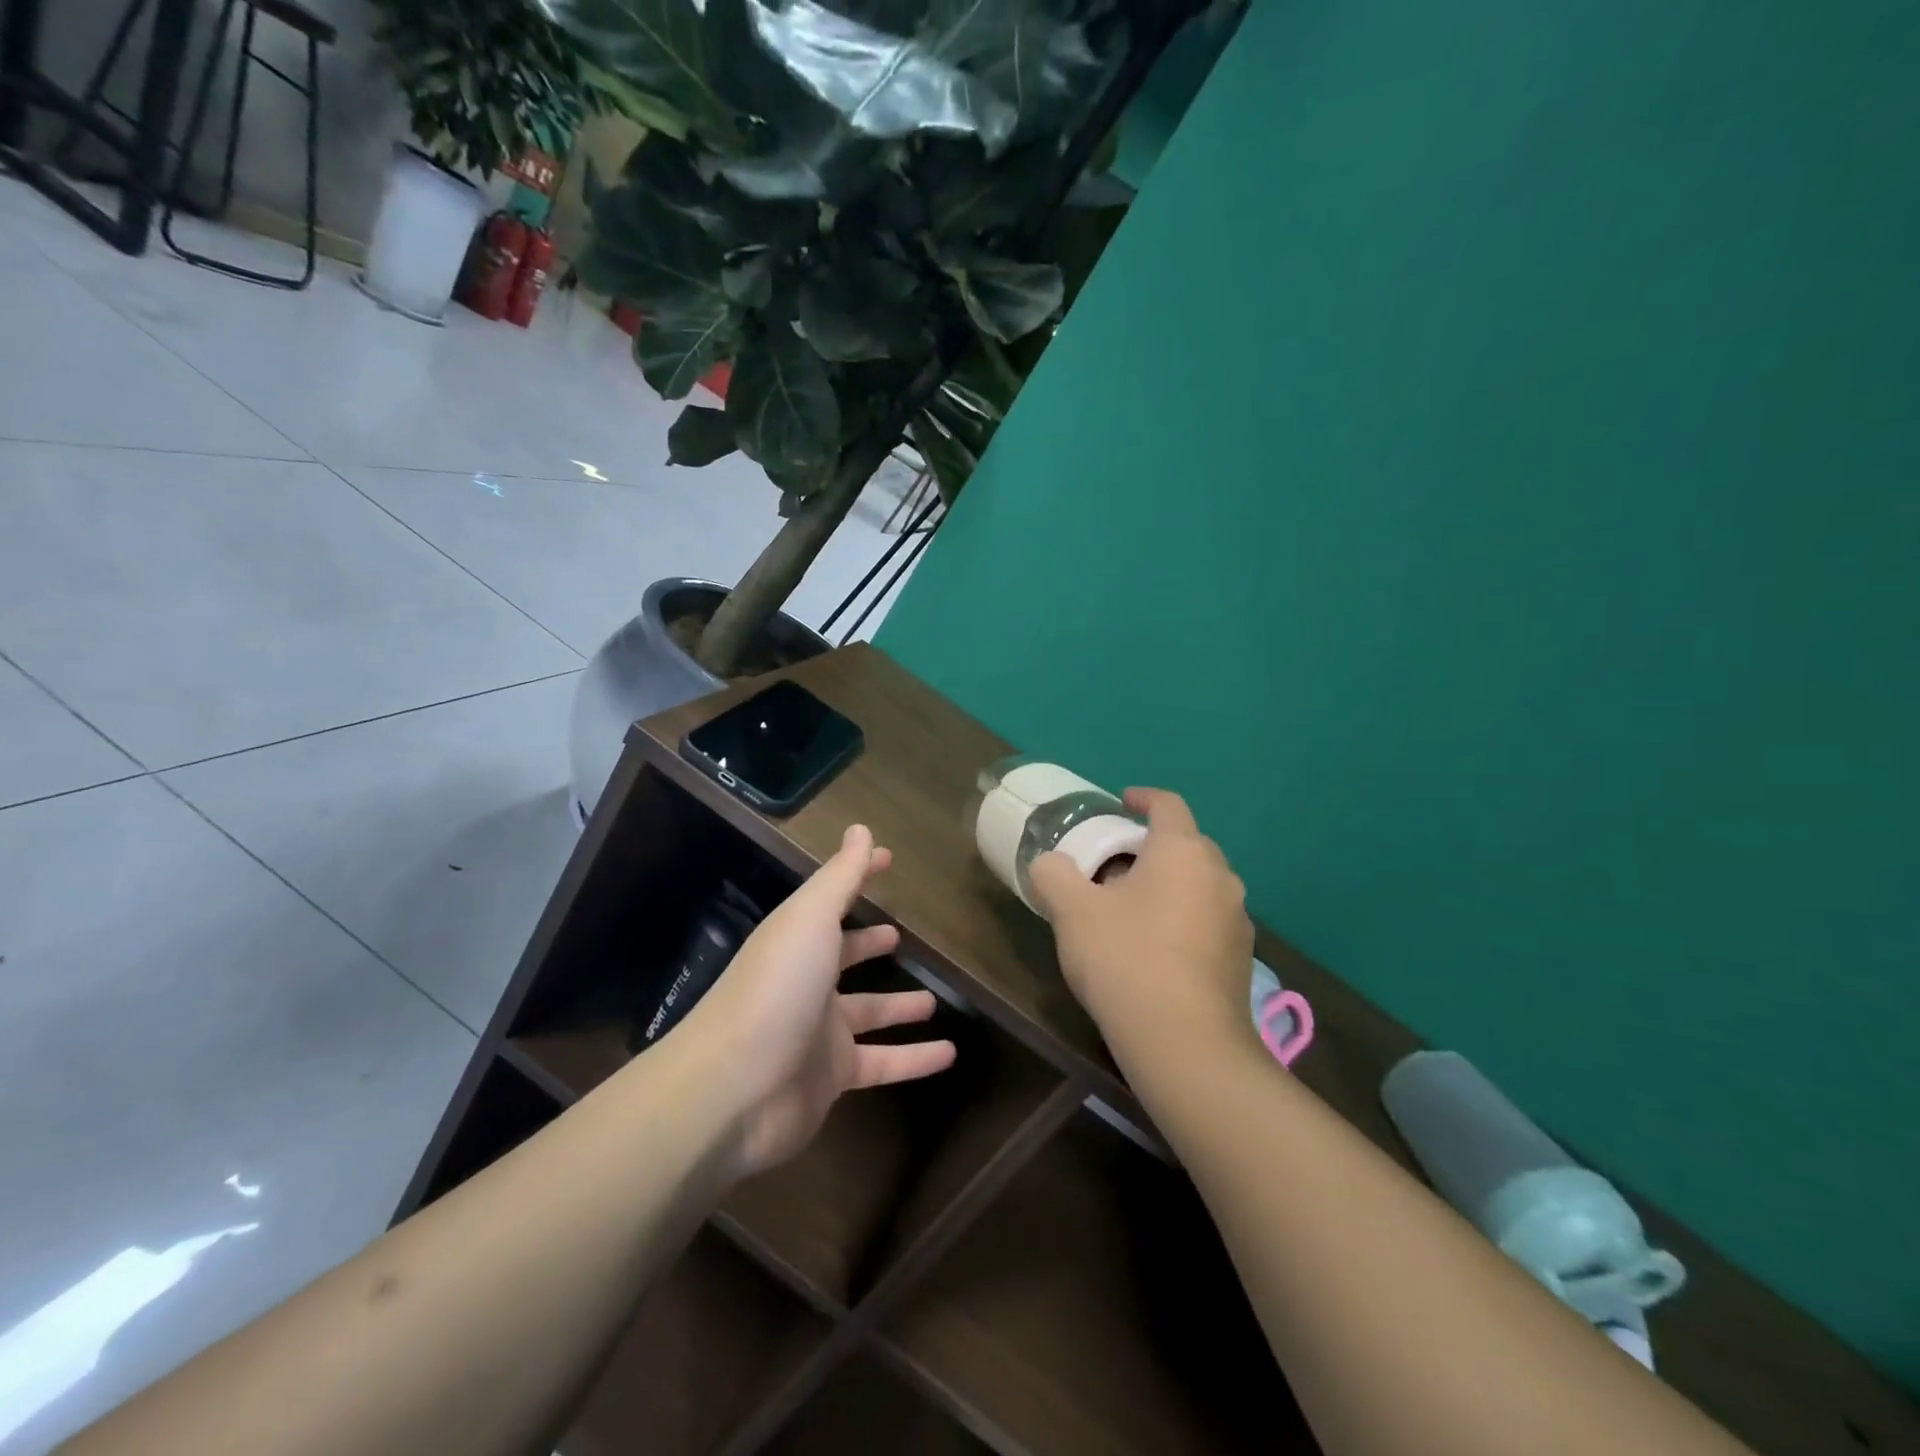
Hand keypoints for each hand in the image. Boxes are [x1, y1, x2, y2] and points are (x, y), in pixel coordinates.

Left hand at [678, 824, 956, 1180]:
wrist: (732, 1091)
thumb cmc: (776, 989)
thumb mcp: (810, 920)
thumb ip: (840, 877)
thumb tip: (862, 829)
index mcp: (798, 940)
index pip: (833, 900)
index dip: (859, 877)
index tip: (888, 860)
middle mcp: (806, 982)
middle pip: (844, 958)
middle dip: (868, 945)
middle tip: (899, 936)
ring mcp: (818, 1033)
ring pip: (869, 1014)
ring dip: (900, 1007)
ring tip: (935, 1001)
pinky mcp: (832, 1078)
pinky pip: (883, 1063)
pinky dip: (915, 1059)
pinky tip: (950, 1054)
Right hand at [1028, 788, 1253, 1048]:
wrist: (1186, 1045)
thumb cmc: (1126, 960)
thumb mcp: (1072, 912)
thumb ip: (1054, 875)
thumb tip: (1049, 864)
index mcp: (1182, 851)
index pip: (1167, 805)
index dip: (1142, 798)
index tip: (1120, 803)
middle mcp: (1220, 876)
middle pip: (1185, 844)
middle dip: (1150, 846)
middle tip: (1113, 865)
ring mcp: (1237, 919)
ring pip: (1199, 883)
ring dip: (1169, 884)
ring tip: (1132, 908)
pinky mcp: (1241, 958)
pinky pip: (1208, 919)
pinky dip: (1183, 918)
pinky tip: (1156, 949)